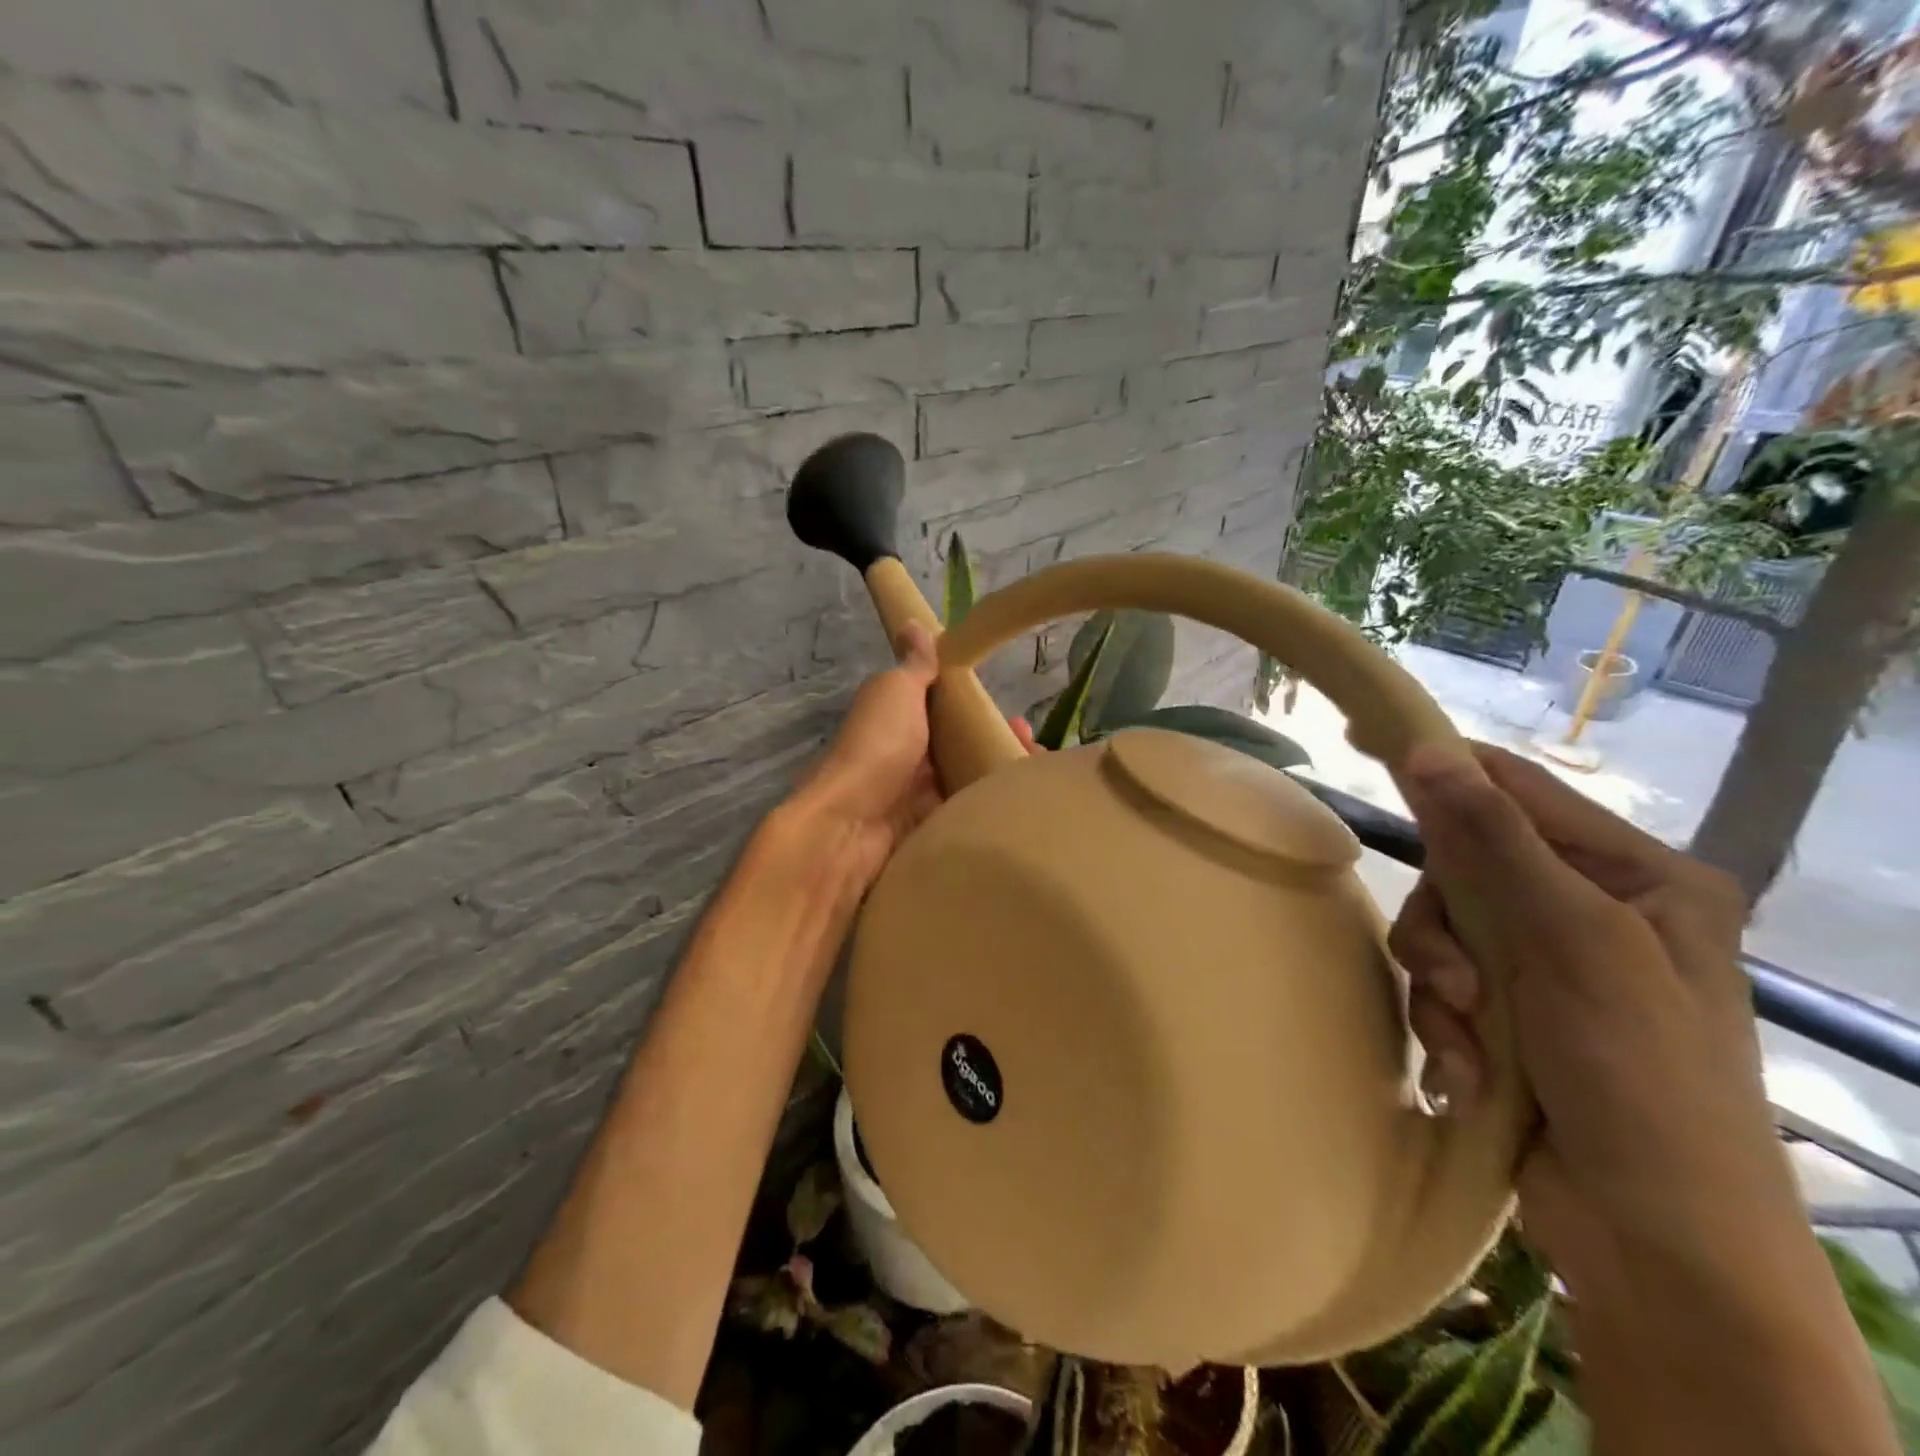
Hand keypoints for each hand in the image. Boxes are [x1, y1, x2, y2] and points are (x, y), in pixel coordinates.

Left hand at [792, 622, 1035, 888]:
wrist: (851, 824)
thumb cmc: (877, 746)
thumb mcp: (896, 692)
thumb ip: (914, 665)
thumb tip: (913, 622)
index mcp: (901, 719)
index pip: (948, 711)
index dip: (982, 711)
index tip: (1017, 716)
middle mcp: (912, 756)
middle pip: (964, 748)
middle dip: (999, 746)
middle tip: (1034, 750)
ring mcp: (920, 795)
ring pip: (970, 781)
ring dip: (1001, 777)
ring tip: (1037, 780)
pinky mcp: (931, 827)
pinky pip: (967, 814)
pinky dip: (992, 809)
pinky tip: (1021, 806)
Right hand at [1389, 742, 1800, 1286]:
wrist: (1657, 1240)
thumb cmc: (1641, 1076)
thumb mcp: (1572, 942)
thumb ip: (1494, 840)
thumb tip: (1426, 750)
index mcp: (1638, 877)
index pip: (1518, 790)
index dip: (1445, 765)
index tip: (1367, 742)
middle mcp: (1591, 909)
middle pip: (1463, 867)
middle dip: (1445, 927)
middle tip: (1456, 982)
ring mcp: (1548, 964)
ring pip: (1442, 928)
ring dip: (1439, 984)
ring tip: (1466, 1038)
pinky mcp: (1512, 1012)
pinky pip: (1442, 984)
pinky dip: (1445, 1025)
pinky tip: (1470, 1074)